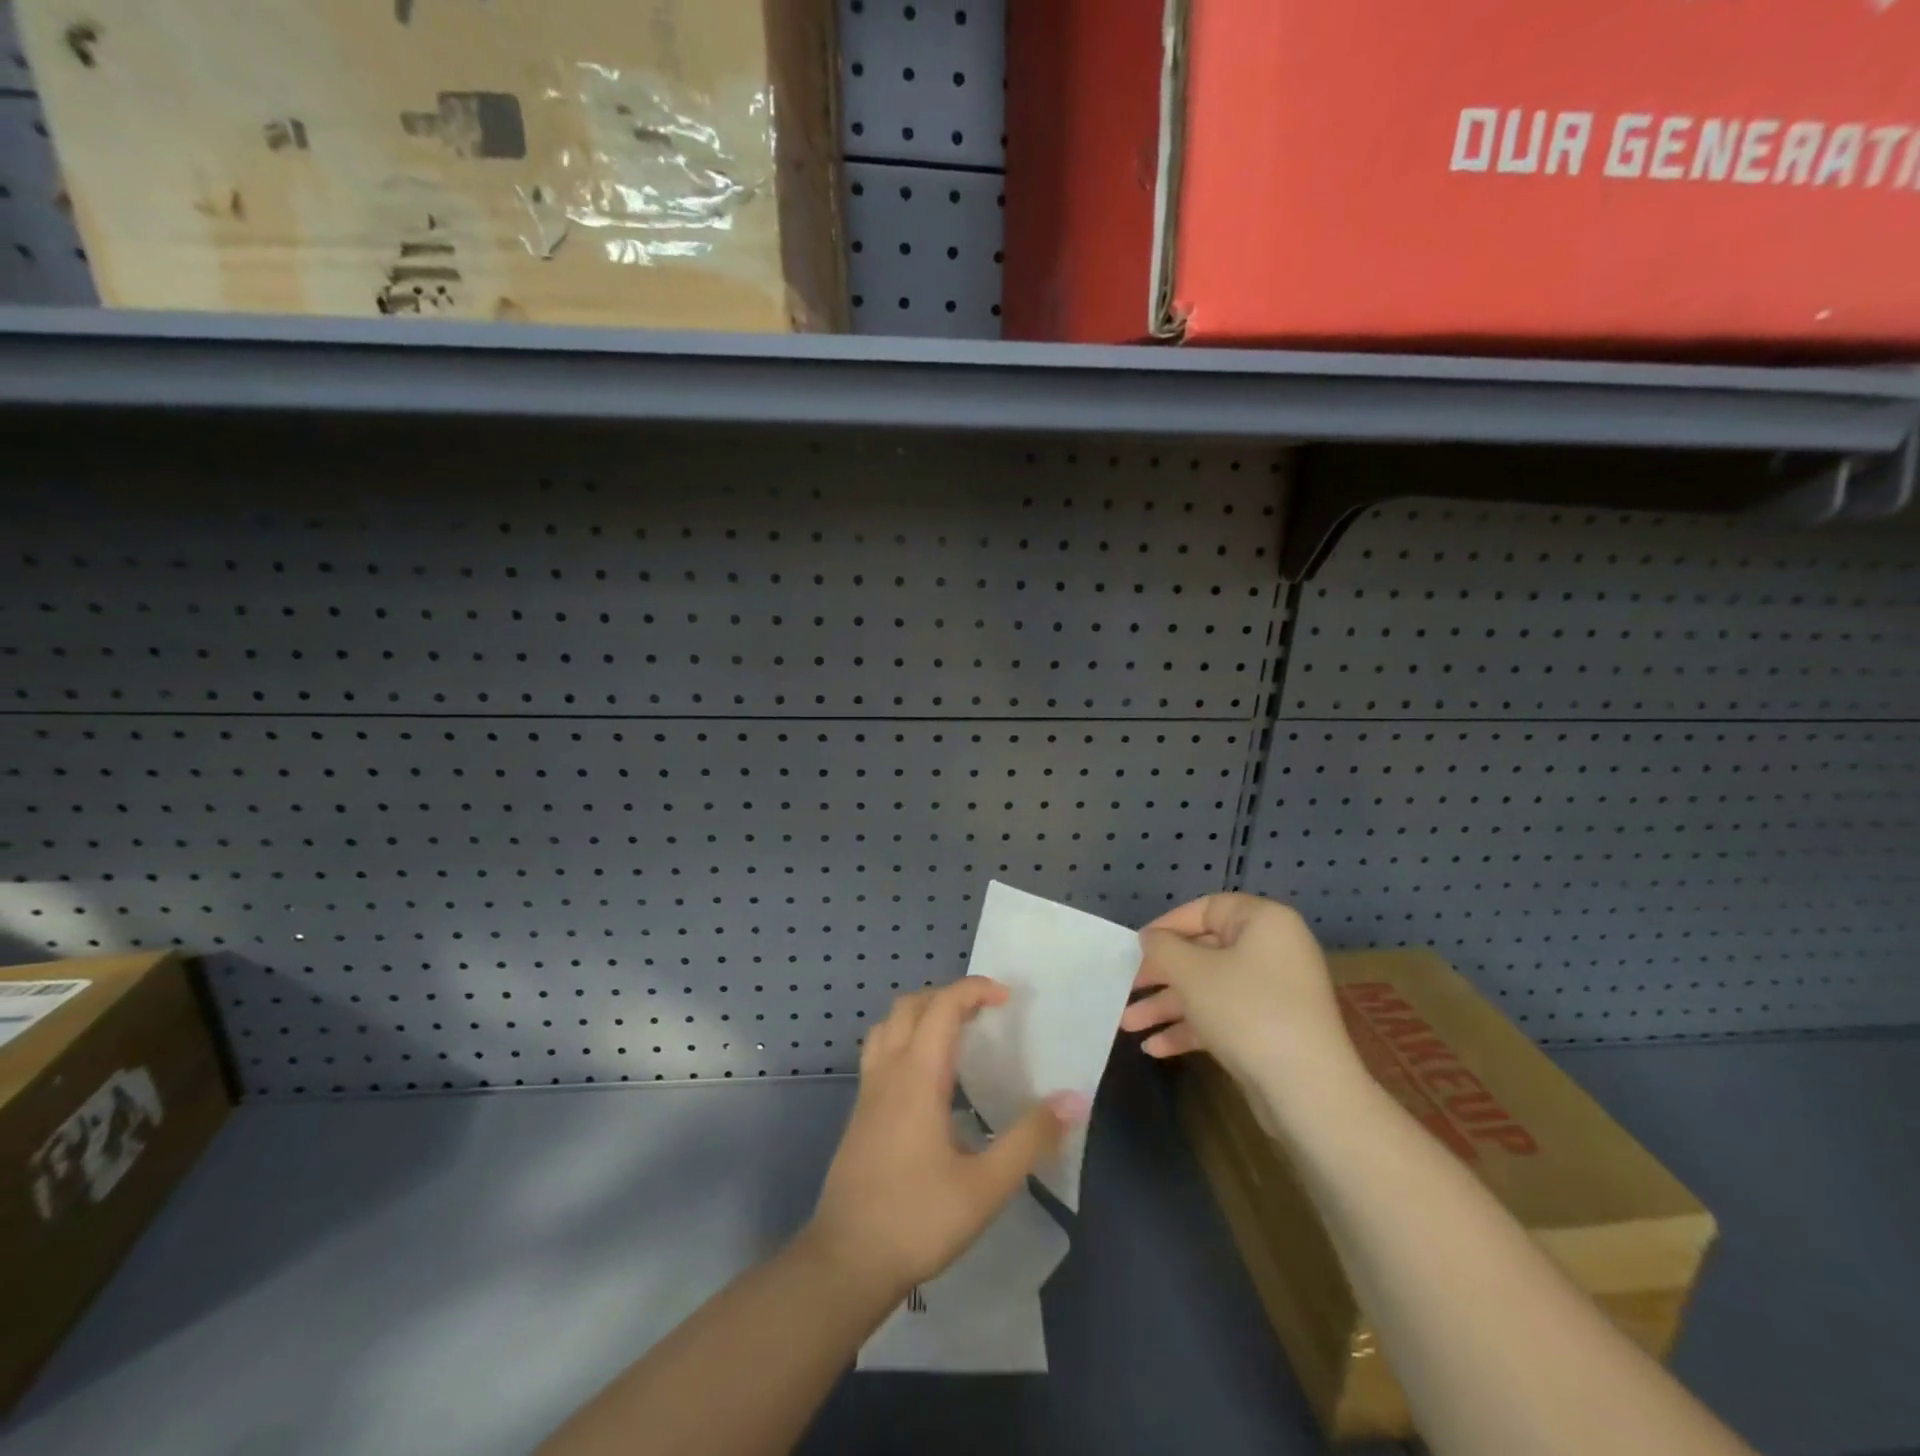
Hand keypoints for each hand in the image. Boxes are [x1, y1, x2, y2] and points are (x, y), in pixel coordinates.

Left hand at [804, 977, 1090, 1299]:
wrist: (845, 1263)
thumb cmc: (917, 1220)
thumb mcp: (985, 1187)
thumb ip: (1029, 1140)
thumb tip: (1073, 1100)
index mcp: (918, 1077)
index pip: (943, 1007)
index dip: (974, 990)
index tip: (1007, 997)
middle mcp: (888, 1072)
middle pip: (910, 1006)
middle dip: (948, 996)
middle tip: (984, 1012)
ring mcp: (868, 1092)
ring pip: (887, 1026)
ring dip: (921, 1014)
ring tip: (955, 1034)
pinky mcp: (860, 1114)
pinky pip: (880, 1052)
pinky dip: (905, 1040)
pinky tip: (928, 1080)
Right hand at [1121, 894, 1360, 1103]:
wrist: (1307, 1091)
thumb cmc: (1245, 1010)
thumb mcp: (1191, 972)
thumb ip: (1162, 948)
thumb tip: (1152, 939)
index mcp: (1263, 922)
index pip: (1205, 909)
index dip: (1167, 926)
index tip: (1136, 947)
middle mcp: (1272, 950)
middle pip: (1204, 953)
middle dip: (1160, 976)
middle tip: (1126, 988)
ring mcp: (1274, 993)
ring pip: (1209, 989)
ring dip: (1167, 1006)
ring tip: (1128, 1025)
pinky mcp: (1272, 1030)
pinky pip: (1224, 1017)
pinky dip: (1191, 1028)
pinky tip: (1155, 1048)